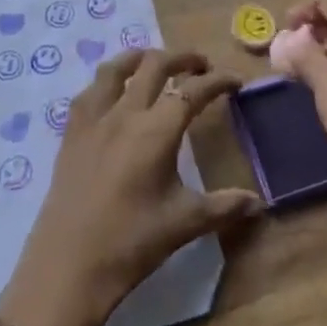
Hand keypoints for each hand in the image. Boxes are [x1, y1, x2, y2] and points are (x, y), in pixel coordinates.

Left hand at [0, 49, 260, 325]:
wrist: (67, 268)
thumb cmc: (131, 244)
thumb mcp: (184, 223)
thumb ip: (224, 207)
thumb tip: (260, 203)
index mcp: (157, 130)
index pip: (193, 91)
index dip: (217, 81)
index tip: (235, 81)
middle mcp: (125, 113)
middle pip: (155, 65)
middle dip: (182, 58)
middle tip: (201, 66)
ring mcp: (94, 119)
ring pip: (116, 68)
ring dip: (141, 57)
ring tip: (155, 62)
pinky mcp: (71, 133)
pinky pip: (89, 91)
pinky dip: (107, 81)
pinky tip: (113, 93)